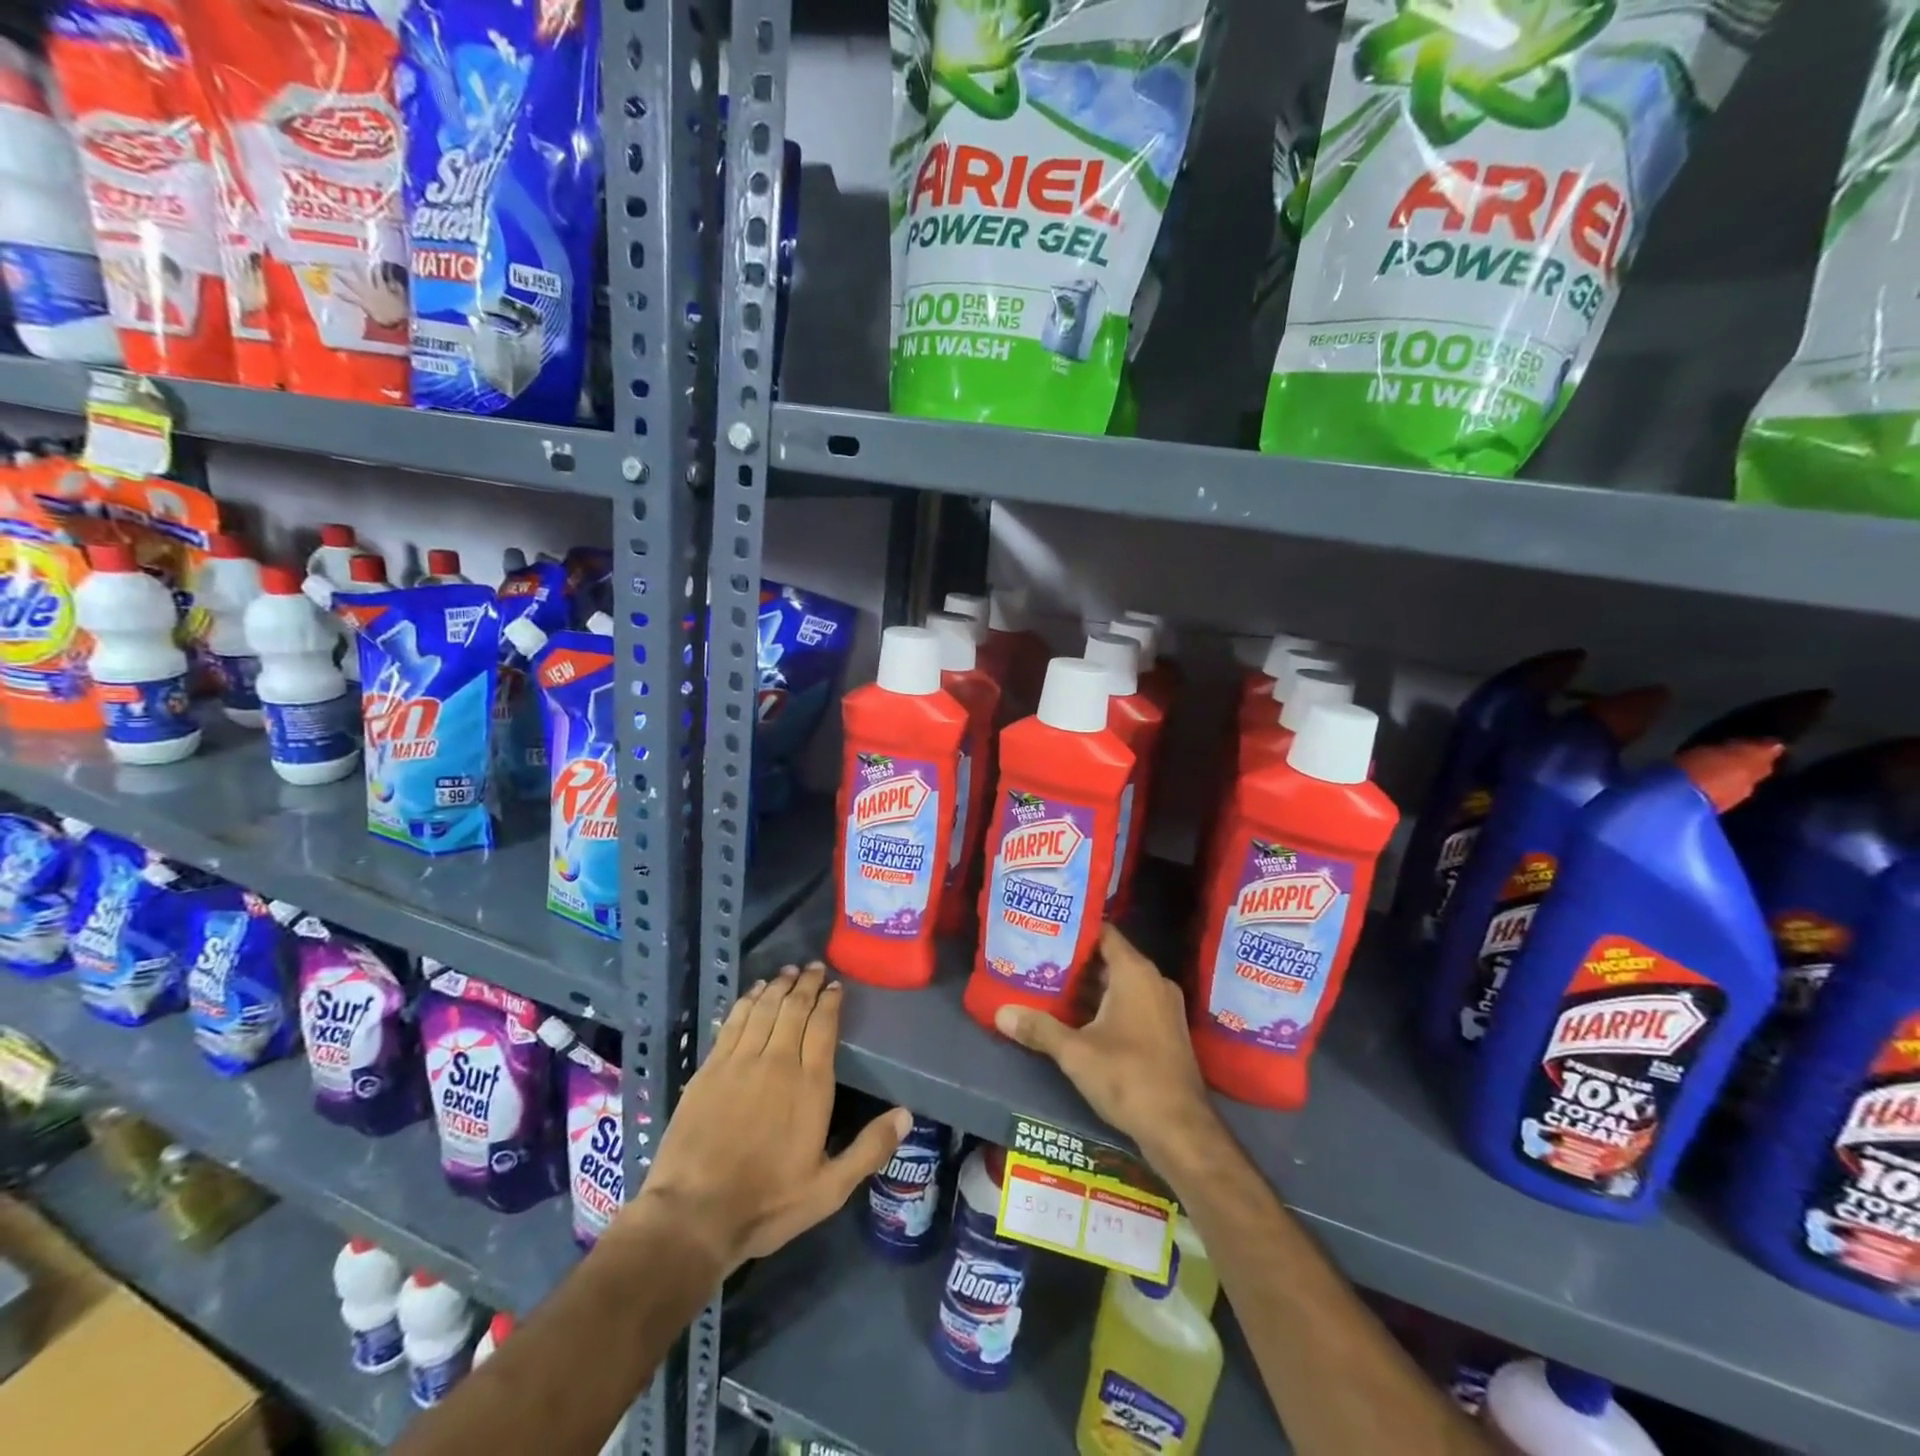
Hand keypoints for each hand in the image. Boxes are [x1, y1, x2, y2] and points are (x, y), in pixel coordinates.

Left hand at [636, 963, 909, 1274]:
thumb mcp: (829, 1188)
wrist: (694, 1214)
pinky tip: (753, 992)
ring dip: (778, 986)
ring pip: (764, 1008)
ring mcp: (740, 1062)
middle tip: (814, 967)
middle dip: (807, 984)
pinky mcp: (710, 1069)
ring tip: (788, 971)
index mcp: (810, 1085)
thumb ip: (869, 1149)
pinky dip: (747, 1001)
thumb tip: (907, 1115)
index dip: (831, 1001)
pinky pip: (734, 1022)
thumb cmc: (767, 1202)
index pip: (824, 1026)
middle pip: (794, 1009)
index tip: (836, 986)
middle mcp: (777, 1062)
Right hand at [994, 924, 1215, 1159]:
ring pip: (1119, 984)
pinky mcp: (1165, 1031)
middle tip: (1038, 960)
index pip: (1103, 932)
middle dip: (1074, 961)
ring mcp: (1163, 1007)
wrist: (1181, 1130)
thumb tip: (1000, 1013)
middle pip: (1109, 959)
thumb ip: (1039, 1028)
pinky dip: (1105, 1006)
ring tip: (1049, 986)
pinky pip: (1131, 1004)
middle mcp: (1153, 981)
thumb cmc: (1128, 1077)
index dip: (1074, 929)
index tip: (1045, 930)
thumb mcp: (1075, 1053)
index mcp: (1135, 973)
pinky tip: (1076, 1019)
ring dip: (1088, 987)